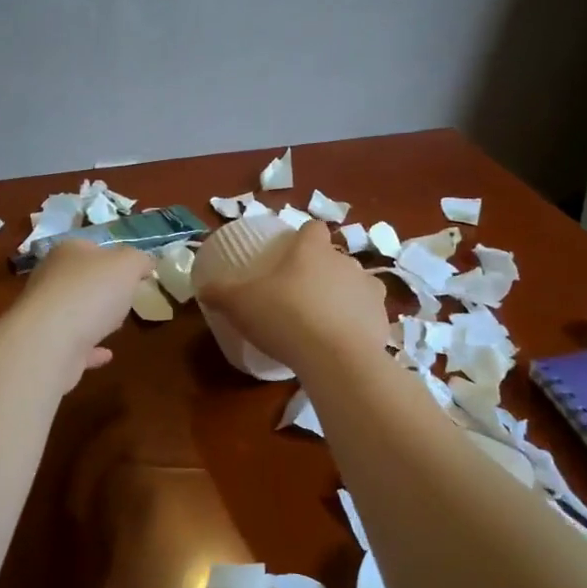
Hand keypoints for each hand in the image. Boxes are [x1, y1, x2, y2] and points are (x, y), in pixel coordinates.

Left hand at [13, 239, 154, 387]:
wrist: (50, 341)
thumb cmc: (91, 292)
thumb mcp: (128, 265)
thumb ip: (139, 260)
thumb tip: (145, 262)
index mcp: (67, 252)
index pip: (91, 247)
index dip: (114, 256)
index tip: (134, 272)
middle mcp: (50, 279)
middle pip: (80, 279)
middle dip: (101, 288)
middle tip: (126, 297)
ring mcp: (45, 314)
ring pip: (74, 311)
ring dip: (93, 317)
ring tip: (116, 324)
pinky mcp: (46, 346)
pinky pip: (73, 344)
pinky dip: (89, 349)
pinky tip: (106, 355)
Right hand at [197, 222, 387, 372]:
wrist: (336, 358)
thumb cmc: (285, 317)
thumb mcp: (239, 303)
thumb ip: (220, 292)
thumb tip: (203, 287)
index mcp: (313, 250)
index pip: (313, 229)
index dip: (303, 238)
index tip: (291, 253)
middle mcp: (346, 263)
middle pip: (335, 259)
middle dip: (320, 272)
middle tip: (298, 295)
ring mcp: (370, 291)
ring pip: (355, 286)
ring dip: (342, 297)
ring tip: (322, 321)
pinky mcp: (383, 321)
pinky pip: (367, 317)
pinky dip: (356, 326)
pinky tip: (339, 345)